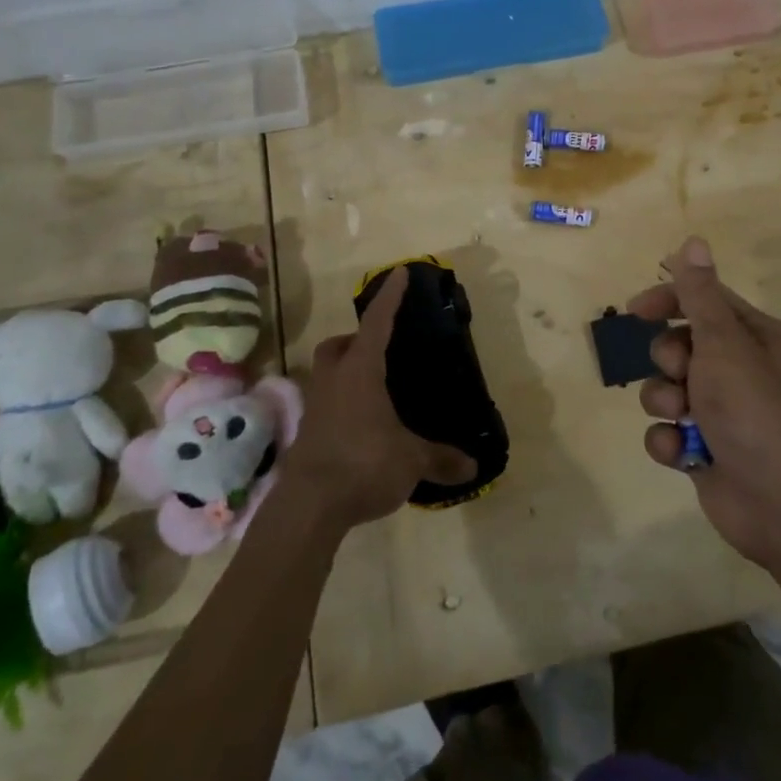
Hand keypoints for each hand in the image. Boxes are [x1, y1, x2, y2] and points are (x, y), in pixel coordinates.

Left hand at [280, 266, 476, 533]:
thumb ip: (441, 459)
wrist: (308, 507)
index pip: (378, 323)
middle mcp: (334, 381)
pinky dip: (343, 405)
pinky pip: (326, 405)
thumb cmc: (363, 464)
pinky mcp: (307, 434)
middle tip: (380, 350)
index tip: (400, 273)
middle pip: (338, 346)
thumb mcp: (411, 461)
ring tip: (375, 390)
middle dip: (356, 341)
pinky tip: (363, 426)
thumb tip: (473, 466)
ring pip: (327, 374)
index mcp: (361, 372)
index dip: (391, 298)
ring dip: (346, 373)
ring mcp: (316, 407)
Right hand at [626, 237, 780, 568]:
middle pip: (680, 345)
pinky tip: (683, 454)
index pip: (704, 301)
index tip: (635, 310)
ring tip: (681, 417)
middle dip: (668, 359)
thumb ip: (700, 294)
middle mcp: (742, 371)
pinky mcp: (706, 449)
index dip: (668, 301)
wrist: (780, 504)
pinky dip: (669, 442)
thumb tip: (693, 241)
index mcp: (757, 338)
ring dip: (664, 401)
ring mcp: (723, 412)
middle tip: (681, 374)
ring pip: (667, 389)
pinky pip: (667, 431)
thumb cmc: (754, 410)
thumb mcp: (724, 343)